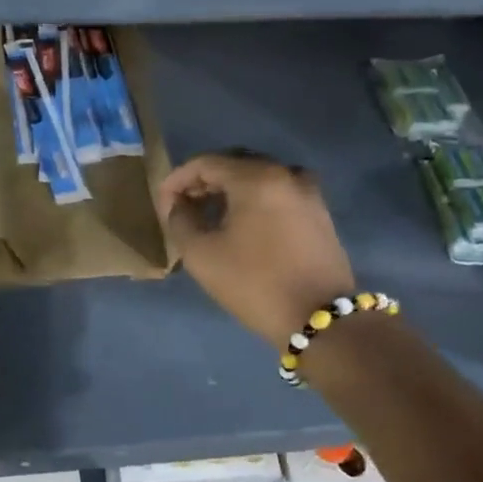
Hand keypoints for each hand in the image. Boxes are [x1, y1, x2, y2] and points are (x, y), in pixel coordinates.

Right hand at [158, 151, 355, 347]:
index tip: (163, 204)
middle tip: (182, 206)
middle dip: (203, 181)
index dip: (177, 180)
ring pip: (257, 177)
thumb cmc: (254, 283)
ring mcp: (308, 191)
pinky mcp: (318, 212)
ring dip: (229, 190)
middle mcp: (285, 173)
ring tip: (209, 214)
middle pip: (234, 164)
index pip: (205, 163)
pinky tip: (240, 223)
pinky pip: (277, 192)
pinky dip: (253, 199)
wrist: (319, 318)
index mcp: (256, 177)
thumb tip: (178, 205)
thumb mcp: (202, 255)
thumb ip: (180, 221)